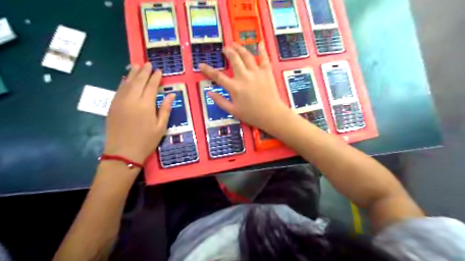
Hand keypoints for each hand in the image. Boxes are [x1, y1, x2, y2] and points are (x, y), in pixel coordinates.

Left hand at [104, 63, 174, 163]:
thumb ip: (165, 109)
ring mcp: (120, 101)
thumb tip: (171, 94)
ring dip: (132, 73)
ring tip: (136, 65)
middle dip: (144, 71)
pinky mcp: (112, 106)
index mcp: (145, 105)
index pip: (151, 86)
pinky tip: (125, 78)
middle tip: (148, 63)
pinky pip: (118, 90)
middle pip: (138, 81)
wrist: (123, 152)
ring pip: (126, 83)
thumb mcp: (161, 127)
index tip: (159, 70)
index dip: (155, 77)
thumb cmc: (146, 141)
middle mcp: (132, 99)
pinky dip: (123, 82)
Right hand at [200, 43, 288, 131]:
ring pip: (247, 56)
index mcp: (235, 87)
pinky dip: (262, 50)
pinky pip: (264, 58)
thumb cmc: (252, 115)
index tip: (201, 64)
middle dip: (228, 52)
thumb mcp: (233, 111)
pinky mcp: (267, 72)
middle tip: (225, 49)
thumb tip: (210, 93)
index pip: (218, 76)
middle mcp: (244, 76)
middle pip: (234, 59)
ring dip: (240, 48)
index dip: (208, 70)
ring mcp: (256, 73)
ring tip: (235, 44)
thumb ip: (220, 101)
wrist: (271, 114)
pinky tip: (260, 44)